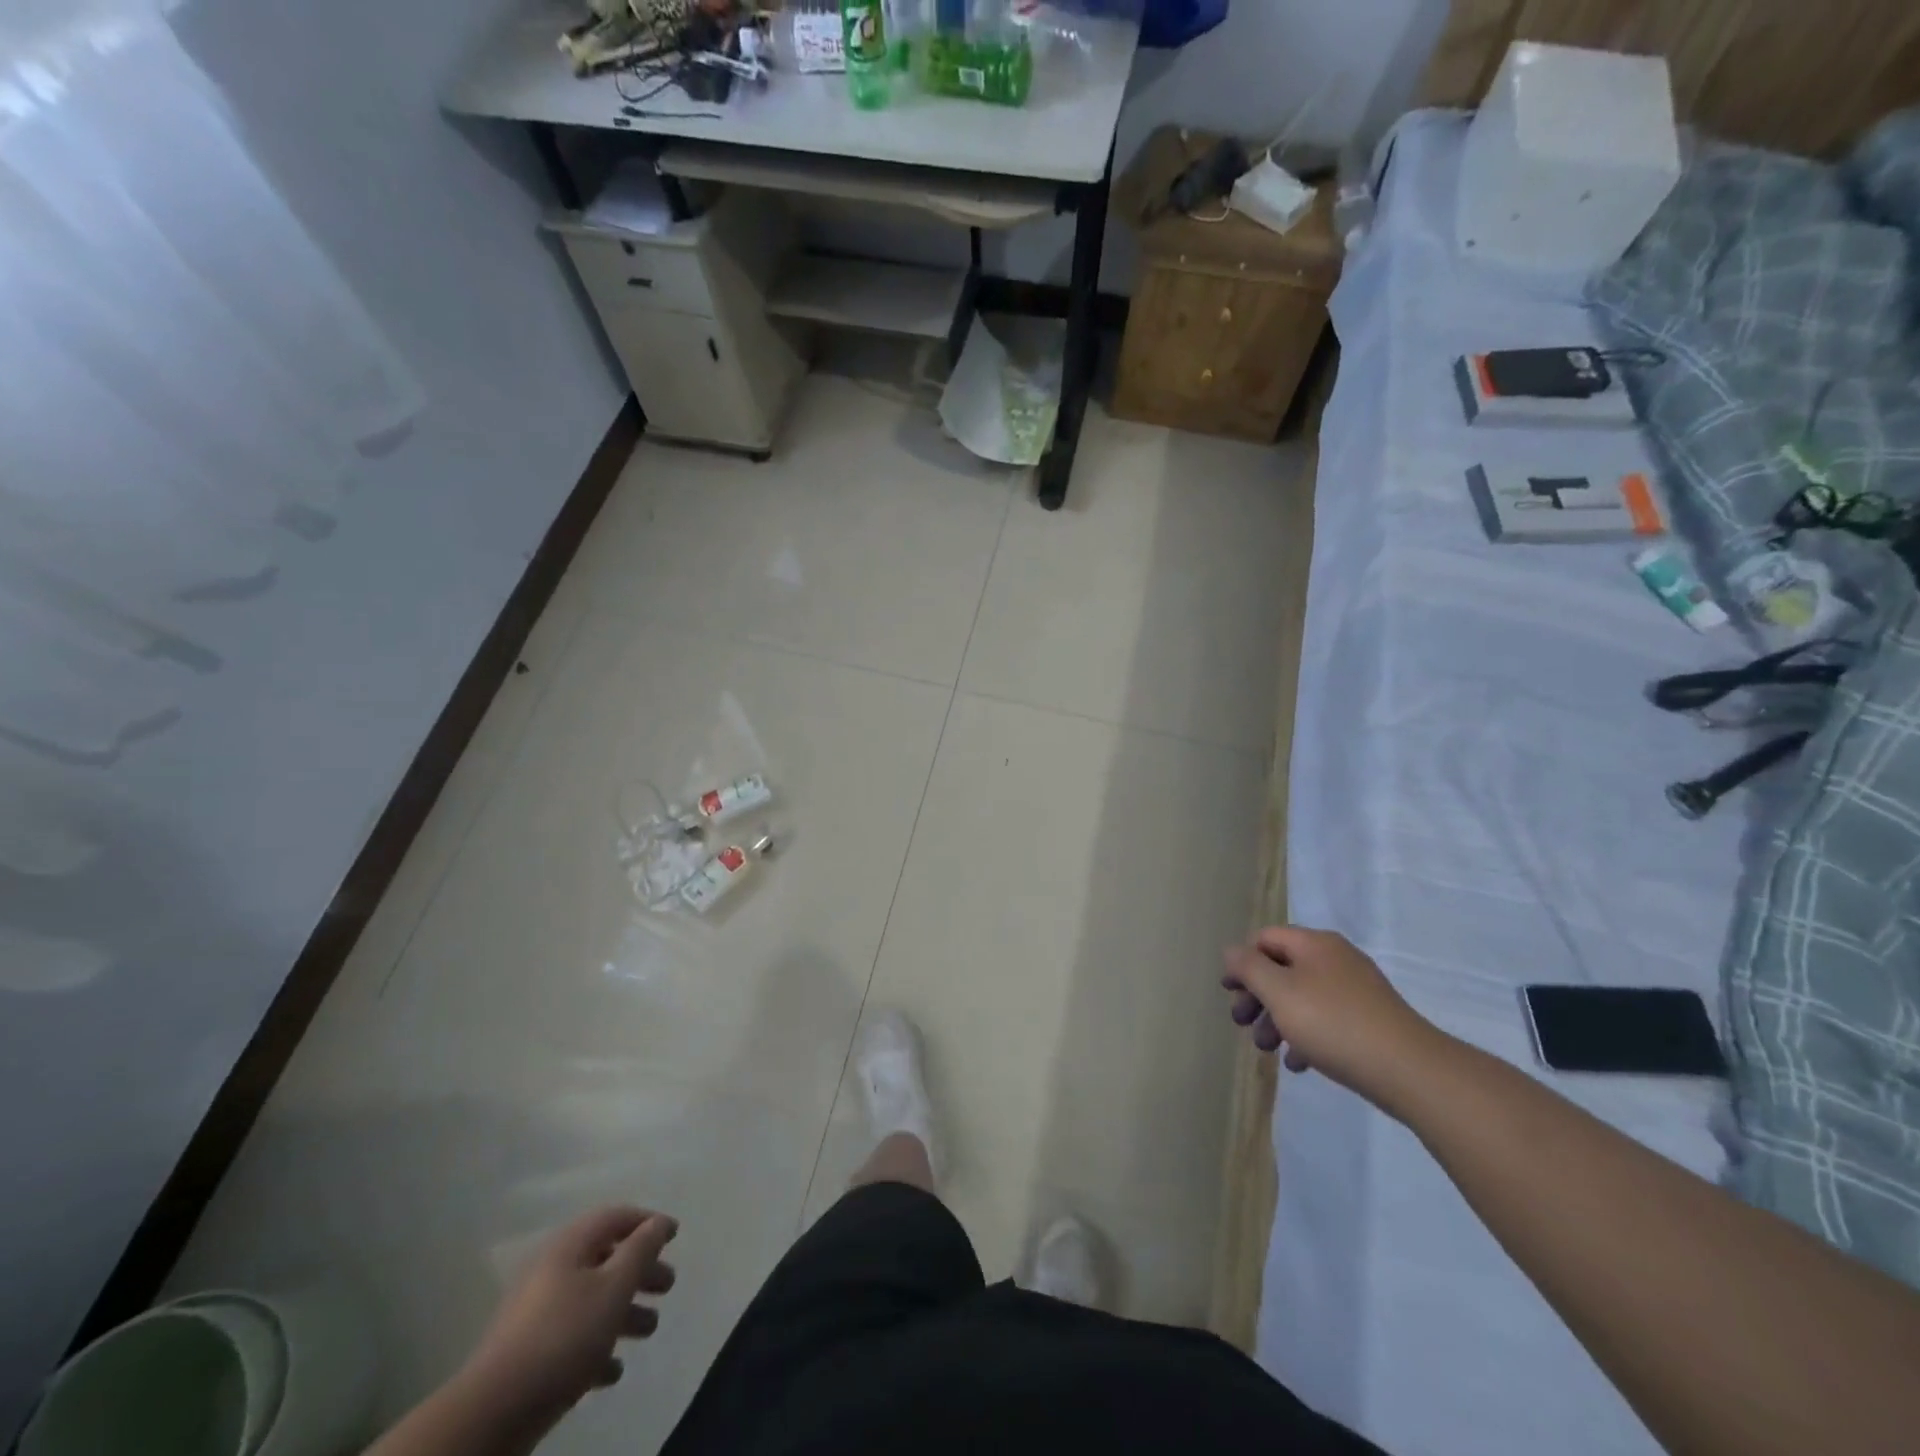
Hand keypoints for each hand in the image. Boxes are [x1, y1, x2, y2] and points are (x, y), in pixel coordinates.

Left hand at [462, 1206, 678, 1426]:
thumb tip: (659, 1222)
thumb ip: (641, 1249)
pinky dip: (597, 1345)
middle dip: (640, 1270)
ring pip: (591, 1300)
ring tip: (649, 1328)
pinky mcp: (528, 1353)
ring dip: (624, 1311)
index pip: (614, 1217)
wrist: (493, 1411)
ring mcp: (536, 1313)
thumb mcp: (614, 1286)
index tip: (675, 1235)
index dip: (647, 1222)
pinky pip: (572, 1337)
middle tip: (668, 1285)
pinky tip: (613, 1369)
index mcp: (568, 1246)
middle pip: (605, 1259)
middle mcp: (551, 1271)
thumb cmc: (564, 1335)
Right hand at [1222, 926, 1440, 1106]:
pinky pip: (1326, 1019)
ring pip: (1302, 996)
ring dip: (1277, 1019)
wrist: (1409, 1069)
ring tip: (1268, 1050)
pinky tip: (1298, 1063)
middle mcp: (1335, 958)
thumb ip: (1249, 967)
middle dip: (1257, 996)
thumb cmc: (1333, 1024)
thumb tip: (1232, 951)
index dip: (1241, 962)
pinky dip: (1305, 1035)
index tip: (1228, 993)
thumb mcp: (1279, 992)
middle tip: (1242, 1024)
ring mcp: (1356, 989)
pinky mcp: (1370, 1019)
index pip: (1264, 939)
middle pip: (1282, 968)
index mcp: (1314, 944)